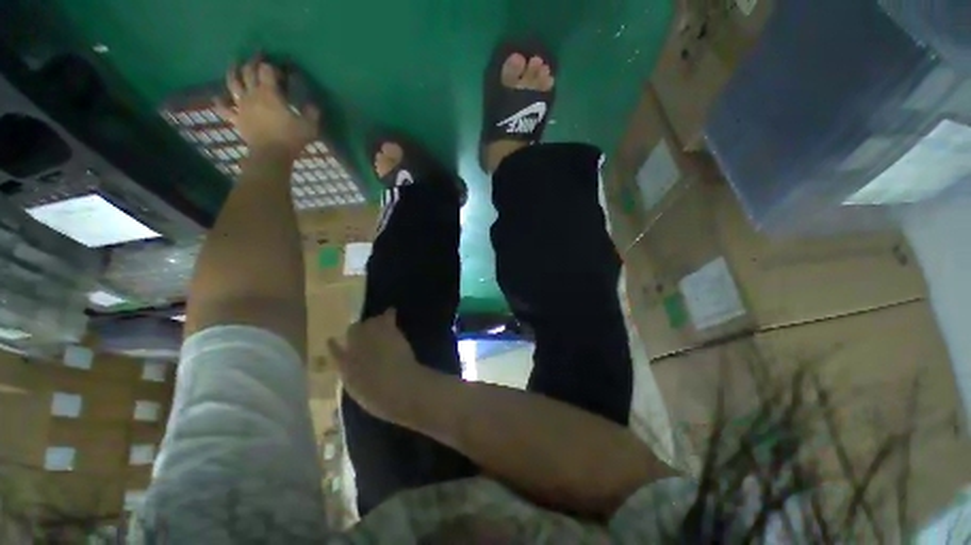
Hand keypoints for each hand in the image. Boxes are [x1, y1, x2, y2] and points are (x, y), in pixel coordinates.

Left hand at [215, 57, 319, 155]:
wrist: (271, 155)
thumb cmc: (290, 138)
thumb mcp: (309, 126)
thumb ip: (311, 113)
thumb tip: (312, 105)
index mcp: (269, 93)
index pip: (267, 70)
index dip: (273, 67)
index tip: (281, 72)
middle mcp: (252, 94)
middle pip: (248, 71)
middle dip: (253, 61)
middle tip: (258, 55)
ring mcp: (241, 106)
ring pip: (233, 83)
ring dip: (233, 71)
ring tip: (234, 63)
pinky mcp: (236, 119)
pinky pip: (224, 109)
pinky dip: (219, 102)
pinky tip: (217, 97)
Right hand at [328, 310, 426, 420]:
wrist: (398, 385)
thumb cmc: (380, 397)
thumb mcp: (360, 394)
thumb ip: (354, 381)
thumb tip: (352, 376)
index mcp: (344, 366)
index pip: (335, 352)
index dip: (334, 346)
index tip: (333, 341)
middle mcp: (353, 347)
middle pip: (352, 331)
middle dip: (358, 332)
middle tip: (368, 335)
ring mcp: (370, 335)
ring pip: (369, 322)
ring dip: (374, 324)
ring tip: (381, 325)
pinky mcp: (387, 328)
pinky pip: (387, 316)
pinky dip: (389, 314)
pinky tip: (391, 311)